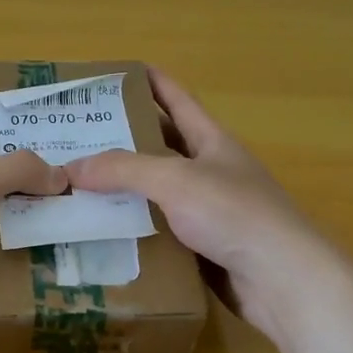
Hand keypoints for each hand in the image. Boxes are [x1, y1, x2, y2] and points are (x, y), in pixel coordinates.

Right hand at [64, 69, 327, 343]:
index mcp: (212, 141)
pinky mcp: (201, 248)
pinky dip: (132, 229)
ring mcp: (207, 211)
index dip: (150, 82)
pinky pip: (159, 231)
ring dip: (122, 190)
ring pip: (156, 193)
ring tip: (77, 185)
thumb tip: (71, 167)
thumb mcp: (176, 180)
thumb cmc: (234, 214)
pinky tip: (101, 233)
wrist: (282, 279)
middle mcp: (209, 171)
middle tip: (76, 138)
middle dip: (123, 140)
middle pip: (161, 147)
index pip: (177, 100)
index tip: (115, 73)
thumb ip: (124, 170)